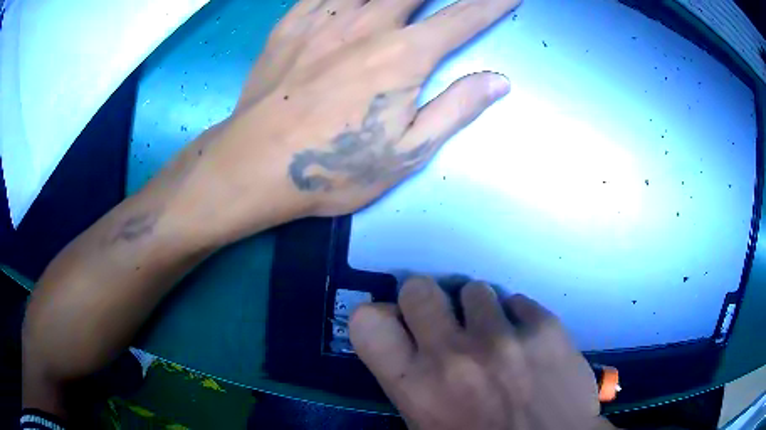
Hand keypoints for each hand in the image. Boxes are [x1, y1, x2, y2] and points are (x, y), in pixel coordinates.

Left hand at [178, 0, 517, 241]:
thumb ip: (455, 109)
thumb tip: (498, 81)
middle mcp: (368, 25)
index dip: (491, 2)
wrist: (255, 166)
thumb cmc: (333, 168)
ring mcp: (324, 19)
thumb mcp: (406, 153)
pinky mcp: (290, 24)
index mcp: (405, 57)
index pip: (462, 18)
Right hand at [350, 277, 612, 429]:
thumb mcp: (427, 426)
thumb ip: (410, 384)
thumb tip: (406, 348)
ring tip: (494, 338)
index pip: (367, 322)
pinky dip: (517, 318)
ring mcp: (504, 337)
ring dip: (478, 311)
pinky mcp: (546, 328)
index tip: (399, 325)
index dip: (379, 318)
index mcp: (416, 386)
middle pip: (419, 288)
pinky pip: (518, 301)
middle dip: (427, 300)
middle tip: (443, 321)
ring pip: (474, 289)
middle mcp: (454, 355)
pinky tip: (527, 344)